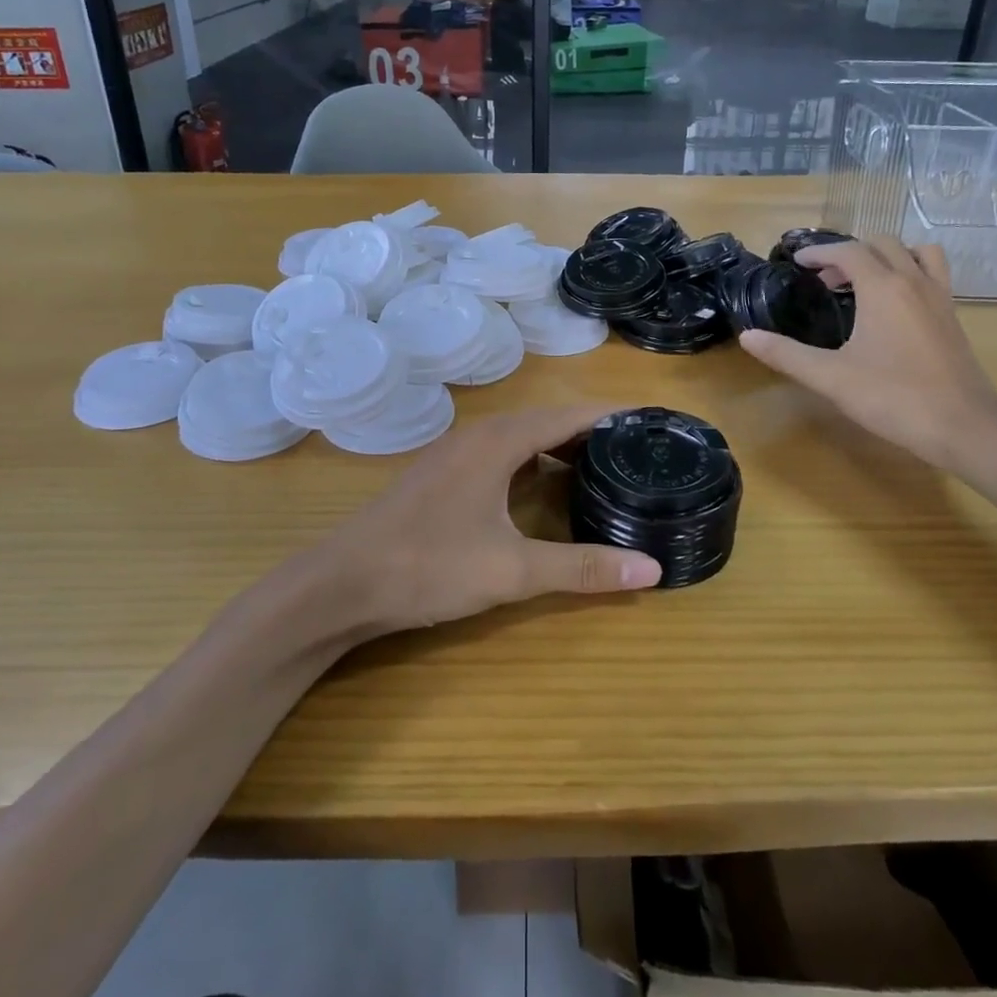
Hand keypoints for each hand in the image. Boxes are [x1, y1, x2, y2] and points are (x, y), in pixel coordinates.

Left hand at [316, 403, 660, 635]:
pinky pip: (500, 454)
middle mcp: (478, 435)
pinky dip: (532, 462)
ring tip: (601, 467)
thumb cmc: (428, 566)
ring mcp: (455, 454)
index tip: (653, 422)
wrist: (342, 583)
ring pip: (521, 437)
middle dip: (592, 431)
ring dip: (559, 446)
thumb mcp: (512, 570)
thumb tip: (652, 568)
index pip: (570, 414)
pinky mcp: (442, 475)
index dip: (613, 415)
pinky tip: (543, 488)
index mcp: (499, 441)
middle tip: (637, 451)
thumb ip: (582, 568)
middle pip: (547, 420)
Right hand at [739, 238, 996, 469]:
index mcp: (883, 288)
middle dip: (849, 253)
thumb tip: (748, 336)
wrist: (964, 427)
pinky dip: (910, 273)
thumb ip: (786, 354)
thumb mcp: (830, 377)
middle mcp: (914, 282)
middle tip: (824, 279)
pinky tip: (894, 307)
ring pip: (916, 253)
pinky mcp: (953, 318)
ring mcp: (940, 298)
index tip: (797, 262)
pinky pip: (933, 275)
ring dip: (887, 256)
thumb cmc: (893, 397)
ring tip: (865, 282)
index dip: (820, 252)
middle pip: (882, 245)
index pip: (848, 251)